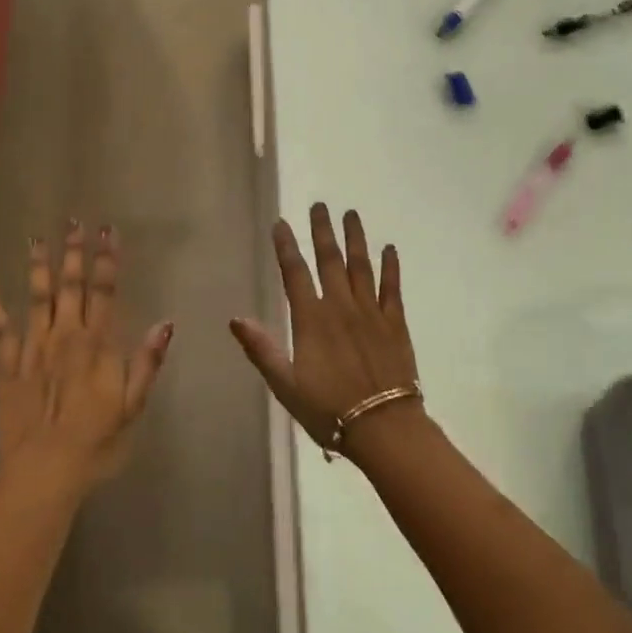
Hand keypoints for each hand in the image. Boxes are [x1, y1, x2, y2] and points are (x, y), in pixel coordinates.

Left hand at [0, 221, 172, 495]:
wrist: (45, 469)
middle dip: (73, 253)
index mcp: (98, 345)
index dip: (107, 261)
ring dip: (38, 267)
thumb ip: (147, 362)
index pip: (105, 293)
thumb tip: (165, 323)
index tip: (108, 232)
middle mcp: (66, 337)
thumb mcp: (133, 406)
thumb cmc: (97, 441)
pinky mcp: (8, 365)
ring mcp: (33, 348)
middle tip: (73, 223)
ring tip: (37, 239)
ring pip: (37, 298)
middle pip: (70, 287)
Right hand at [229, 204, 421, 452]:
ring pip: (361, 266)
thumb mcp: (285, 385)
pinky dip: (390, 267)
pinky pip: (392, 288)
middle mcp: (341, 307)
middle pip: (330, 260)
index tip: (281, 223)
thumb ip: (261, 349)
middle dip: (322, 231)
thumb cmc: (328, 409)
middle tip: (320, 205)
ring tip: (351, 214)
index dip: (286, 247)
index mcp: (311, 320)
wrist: (383, 426)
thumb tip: (236, 318)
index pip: (295, 273)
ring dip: (356, 239)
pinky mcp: (395, 324)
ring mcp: (371, 312)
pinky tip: (389, 249)